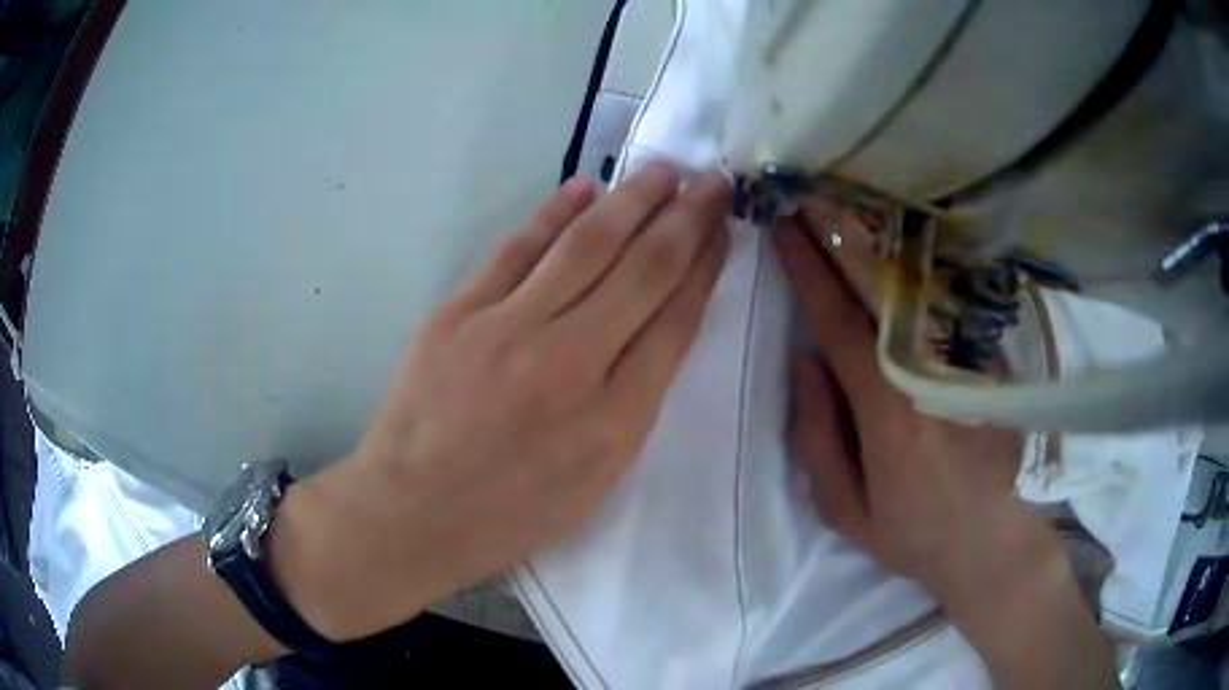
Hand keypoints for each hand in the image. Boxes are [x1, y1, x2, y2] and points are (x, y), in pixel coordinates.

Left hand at [272, 163, 730, 640]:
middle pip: (642, 271)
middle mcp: (569, 362)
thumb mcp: (593, 485)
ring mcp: (507, 329)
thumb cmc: (507, 515)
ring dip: (631, 201)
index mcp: (613, 420)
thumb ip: (631, 409)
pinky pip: (516, 250)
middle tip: (712, 182)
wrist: (410, 513)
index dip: (704, 269)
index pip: (674, 321)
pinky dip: (553, 214)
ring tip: (663, 172)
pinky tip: (584, 187)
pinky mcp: (458, 313)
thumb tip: (654, 334)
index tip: (721, 232)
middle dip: (686, 219)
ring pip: (585, 247)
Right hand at [775, 202, 1061, 615]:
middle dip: (842, 236)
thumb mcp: (845, 508)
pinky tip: (905, 242)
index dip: (809, 270)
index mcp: (887, 410)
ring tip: (850, 202)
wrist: (990, 541)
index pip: (840, 323)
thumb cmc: (913, 532)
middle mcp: (929, 371)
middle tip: (811, 192)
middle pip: (881, 289)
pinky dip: (924, 268)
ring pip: (919, 287)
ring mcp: (966, 363)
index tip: (784, 226)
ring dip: (882, 242)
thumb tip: (804, 362)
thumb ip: (817, 436)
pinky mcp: (990, 362)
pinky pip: (949, 304)